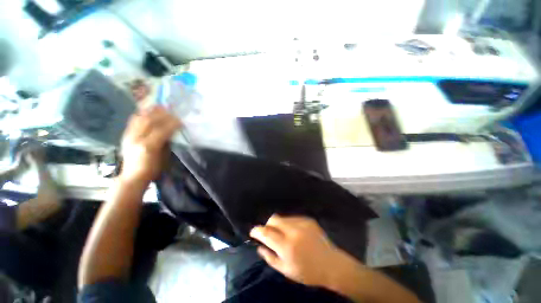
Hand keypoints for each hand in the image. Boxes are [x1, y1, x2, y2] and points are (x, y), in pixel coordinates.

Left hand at [120, 106, 180, 183]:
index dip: (171, 124)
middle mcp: (136, 139)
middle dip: (162, 114)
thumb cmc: (153, 168)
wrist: (133, 175)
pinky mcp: (125, 135)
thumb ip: (167, 143)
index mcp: (148, 147)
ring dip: (151, 111)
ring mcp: (129, 136)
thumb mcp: (164, 157)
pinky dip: (141, 114)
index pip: (161, 131)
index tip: (180, 120)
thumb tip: (172, 131)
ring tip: (160, 106)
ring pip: (139, 118)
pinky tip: (147, 111)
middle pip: (149, 121)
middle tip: (171, 110)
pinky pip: (133, 120)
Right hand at [250, 215, 363, 287]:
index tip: (253, 232)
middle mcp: (294, 231)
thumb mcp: (286, 270)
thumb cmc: (308, 272)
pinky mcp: (308, 219)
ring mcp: (302, 223)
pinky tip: (294, 233)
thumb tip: (259, 246)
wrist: (331, 264)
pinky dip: (288, 224)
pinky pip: (293, 218)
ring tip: (283, 234)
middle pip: (274, 218)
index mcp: (287, 246)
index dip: (257, 231)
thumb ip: (270, 257)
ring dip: (278, 224)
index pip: (266, 233)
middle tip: (268, 233)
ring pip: (283, 217)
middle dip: (268, 224)